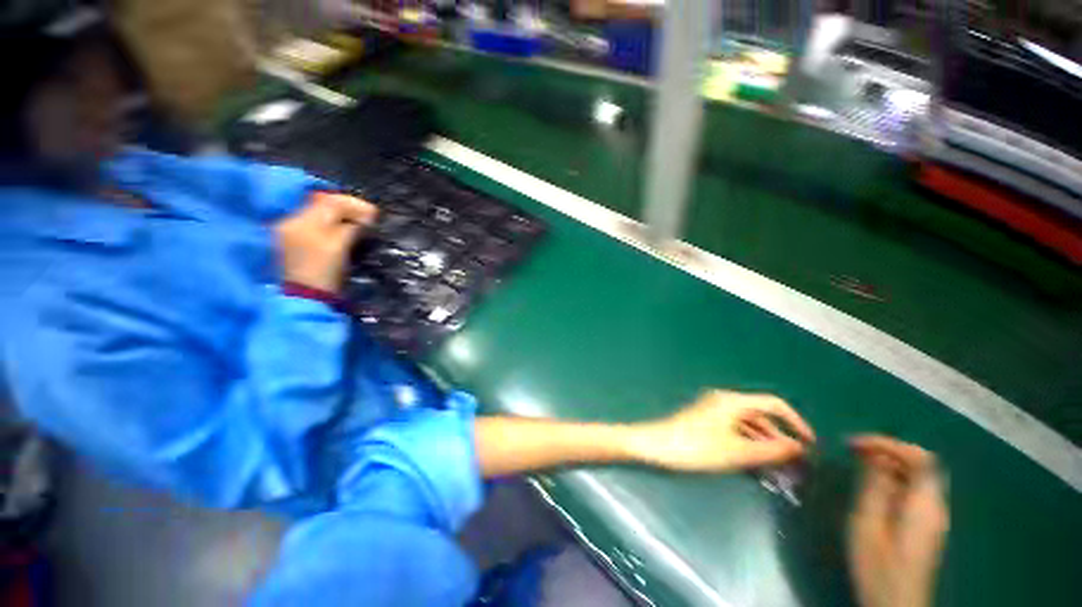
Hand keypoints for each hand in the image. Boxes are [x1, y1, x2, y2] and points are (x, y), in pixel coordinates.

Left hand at [274, 193, 377, 292]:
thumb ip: (352, 227)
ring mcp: (291, 232)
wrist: (308, 298)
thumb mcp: (340, 246)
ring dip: (342, 216)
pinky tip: (345, 231)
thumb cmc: (325, 272)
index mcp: (301, 221)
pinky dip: (333, 225)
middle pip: (323, 205)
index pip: (330, 201)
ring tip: (360, 224)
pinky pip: (316, 224)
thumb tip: (366, 217)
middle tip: (369, 217)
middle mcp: (292, 221)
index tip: (374, 213)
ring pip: (321, 214)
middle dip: (348, 209)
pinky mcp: (294, 242)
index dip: (354, 204)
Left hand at [629, 390, 814, 472]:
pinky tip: (756, 464)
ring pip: (748, 425)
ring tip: (780, 468)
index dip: (795, 422)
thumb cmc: (695, 447)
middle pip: (760, 416)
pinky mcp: (706, 422)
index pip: (773, 404)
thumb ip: (769, 450)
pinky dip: (748, 444)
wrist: (656, 445)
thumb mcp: (736, 452)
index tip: (810, 444)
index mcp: (732, 401)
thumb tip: (798, 447)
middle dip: (780, 437)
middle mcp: (724, 402)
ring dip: (765, 444)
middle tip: (796, 463)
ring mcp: (714, 411)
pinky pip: (735, 430)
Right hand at [848, 436, 948, 606]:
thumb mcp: (868, 524)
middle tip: (854, 451)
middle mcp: (936, 505)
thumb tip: (874, 457)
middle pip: (921, 464)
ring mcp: (933, 517)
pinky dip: (893, 479)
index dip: (888, 443)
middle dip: (887, 450)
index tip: (855, 444)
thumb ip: (874, 488)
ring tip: (858, 464)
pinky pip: (913, 490)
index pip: (920, 458)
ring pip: (917, 476)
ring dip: (889, 463)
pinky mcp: (925, 525)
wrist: (896, 605)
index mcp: (925, 504)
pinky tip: (872, 486)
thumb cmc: (879, 566)